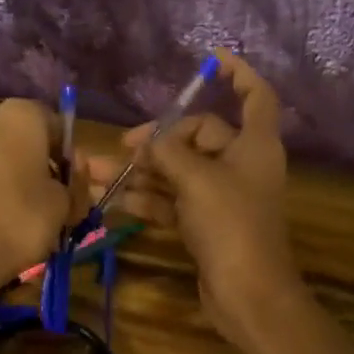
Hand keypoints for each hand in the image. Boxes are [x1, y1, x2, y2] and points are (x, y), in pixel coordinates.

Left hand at [0, 99, 83, 294]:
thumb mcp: (63, 204)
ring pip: (2, 166)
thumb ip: (75, 186)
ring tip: (40, 222)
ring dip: (22, 186)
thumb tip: (76, 179)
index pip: (58, 126)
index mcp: (19, 116)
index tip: (87, 186)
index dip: (75, 159)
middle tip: (70, 205)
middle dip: (50, 173)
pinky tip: (8, 227)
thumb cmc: (18, 219)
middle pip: (28, 146)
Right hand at [86, 53, 297, 343]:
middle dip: (159, 140)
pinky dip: (149, 199)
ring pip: (179, 172)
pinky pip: (174, 201)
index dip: (238, 74)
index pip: (255, 96)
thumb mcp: (197, 180)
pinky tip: (116, 201)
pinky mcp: (206, 224)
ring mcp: (222, 197)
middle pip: (199, 136)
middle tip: (123, 147)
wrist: (247, 293)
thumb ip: (168, 153)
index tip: (212, 60)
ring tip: (98, 174)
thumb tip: (149, 142)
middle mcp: (241, 165)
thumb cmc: (231, 225)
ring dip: (142, 172)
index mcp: (254, 144)